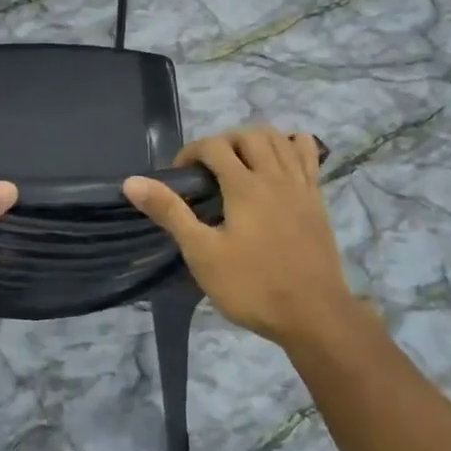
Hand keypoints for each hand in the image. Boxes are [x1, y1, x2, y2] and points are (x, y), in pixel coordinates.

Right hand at [123, 127, 354, 346]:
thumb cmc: (252, 286)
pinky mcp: (317, 199)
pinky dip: (291, 145)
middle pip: (248, 135)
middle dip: (222, 142)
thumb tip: (132, 182)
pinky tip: (279, 161)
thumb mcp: (202, 253)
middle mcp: (275, 175)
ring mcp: (301, 185)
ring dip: (254, 140)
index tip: (179, 176)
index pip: (214, 146)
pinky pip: (307, 155)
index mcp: (244, 186)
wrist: (314, 315)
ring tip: (238, 163)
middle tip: (207, 170)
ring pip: (279, 139)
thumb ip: (170, 213)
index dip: (191, 152)